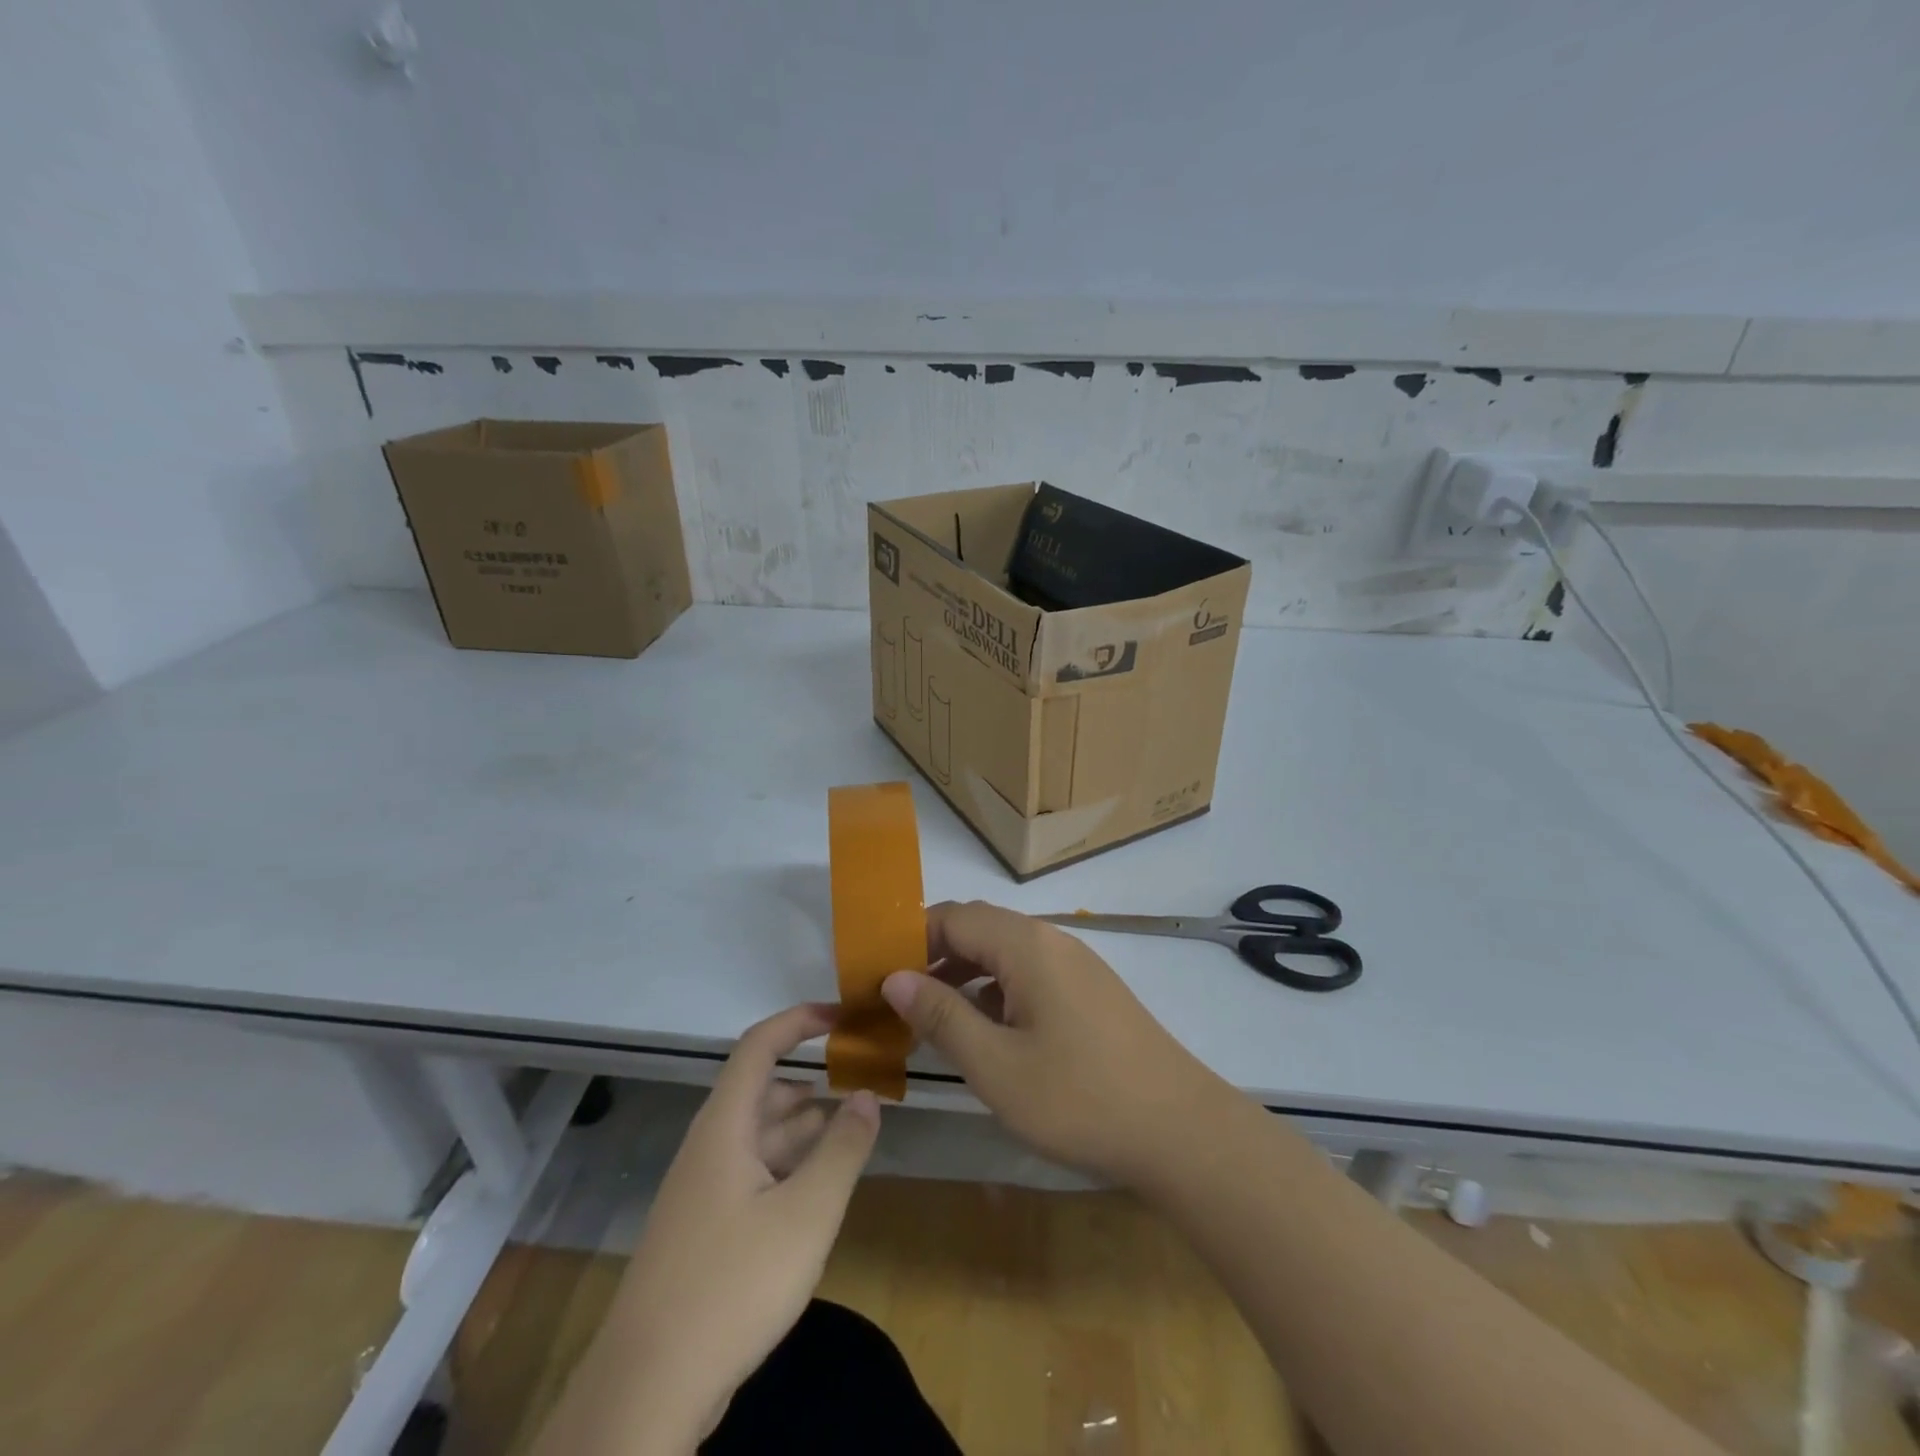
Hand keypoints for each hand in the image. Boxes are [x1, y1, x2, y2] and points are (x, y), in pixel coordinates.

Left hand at [609, 1004, 880, 1438]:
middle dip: (812, 1082)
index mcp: (725, 1126)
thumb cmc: (733, 1285)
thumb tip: (868, 1095)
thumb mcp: (806, 1214)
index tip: (842, 1017)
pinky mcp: (703, 1231)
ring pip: (759, 1137)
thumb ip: (843, 1149)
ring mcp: (702, 1192)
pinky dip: (788, 1166)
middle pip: (762, 1092)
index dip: (799, 1021)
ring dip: (803, 1127)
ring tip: (851, 1131)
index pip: (759, 1046)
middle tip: (862, 1084)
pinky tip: (816, 1189)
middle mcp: (709, 1147)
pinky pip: (752, 1174)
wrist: (645, 1391)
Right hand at [881, 901, 1232, 1188]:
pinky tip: (986, 1030)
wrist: (1181, 1130)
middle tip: (897, 996)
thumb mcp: (996, 1065)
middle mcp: (1052, 940)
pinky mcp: (1090, 991)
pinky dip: (996, 990)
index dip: (908, 939)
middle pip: (979, 927)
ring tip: (931, 1015)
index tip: (875, 974)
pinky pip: (1030, 973)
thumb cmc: (1079, 1098)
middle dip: (933, 954)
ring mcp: (1076, 964)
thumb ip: (941, 1016)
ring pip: (1005, 951)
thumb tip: (894, 977)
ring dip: (964, 973)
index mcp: (1026, 945)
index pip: (952, 917)